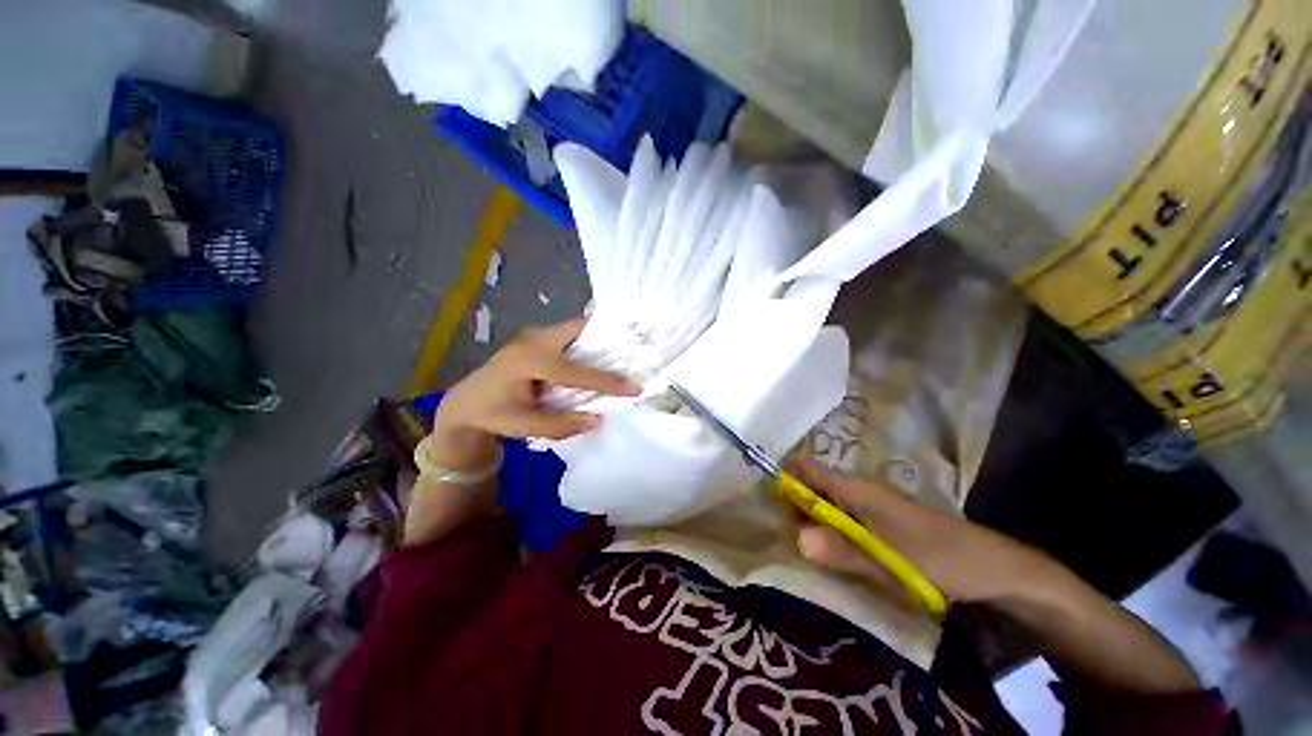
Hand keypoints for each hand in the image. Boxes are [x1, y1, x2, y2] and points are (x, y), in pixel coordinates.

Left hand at [435, 316, 639, 441]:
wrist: (465, 402)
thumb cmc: (492, 414)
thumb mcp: (524, 426)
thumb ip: (562, 424)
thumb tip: (599, 419)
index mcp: (530, 362)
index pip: (578, 372)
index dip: (608, 381)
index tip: (635, 387)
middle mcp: (534, 340)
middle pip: (579, 329)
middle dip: (608, 337)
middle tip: (634, 349)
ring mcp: (534, 335)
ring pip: (576, 327)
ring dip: (600, 336)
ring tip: (624, 348)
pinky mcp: (537, 337)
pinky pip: (569, 332)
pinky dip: (588, 339)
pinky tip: (601, 350)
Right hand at [786, 459, 1059, 605]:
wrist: (994, 568)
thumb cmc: (940, 559)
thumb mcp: (890, 561)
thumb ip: (843, 550)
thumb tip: (796, 539)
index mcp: (858, 489)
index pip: (808, 471)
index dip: (784, 476)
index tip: (762, 494)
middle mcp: (860, 491)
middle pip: (813, 487)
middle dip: (793, 503)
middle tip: (777, 530)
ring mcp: (872, 506)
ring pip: (828, 503)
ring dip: (810, 518)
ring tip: (795, 541)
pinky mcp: (882, 521)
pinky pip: (843, 517)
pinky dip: (829, 528)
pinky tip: (827, 549)